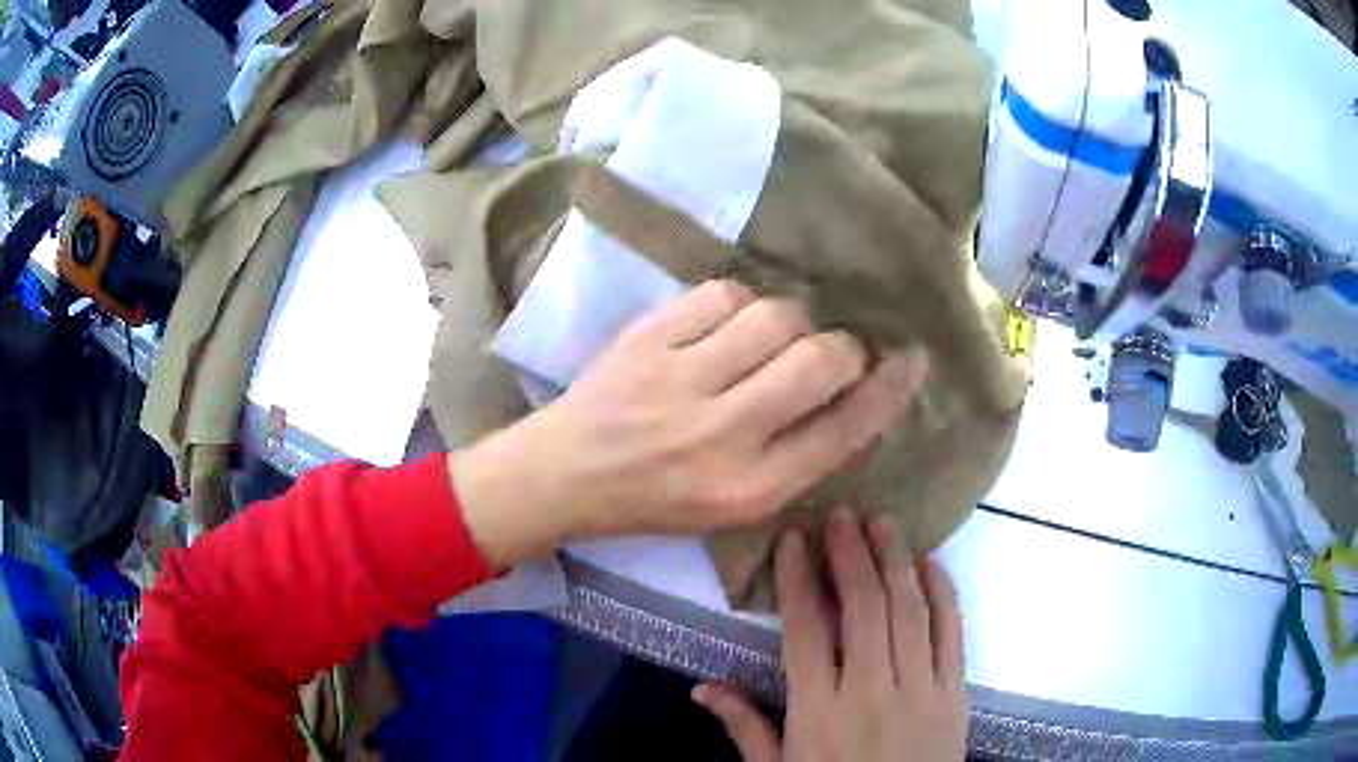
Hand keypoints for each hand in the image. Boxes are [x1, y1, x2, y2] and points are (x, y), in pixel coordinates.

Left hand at [451, 280, 925, 565]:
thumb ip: (799, 455)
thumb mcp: (737, 503)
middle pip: (821, 361)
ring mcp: (680, 380)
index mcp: (750, 488)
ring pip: (776, 318)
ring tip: (774, 339)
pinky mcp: (648, 340)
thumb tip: (855, 392)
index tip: (910, 360)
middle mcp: (722, 434)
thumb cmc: (658, 500)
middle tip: (831, 353)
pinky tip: (728, 325)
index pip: (845, 429)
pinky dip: (740, 303)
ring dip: (791, 322)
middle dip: (843, 349)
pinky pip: (723, 293)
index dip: (889, 389)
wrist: (568, 472)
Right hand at [693, 510, 966, 761]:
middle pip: (863, 608)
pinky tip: (931, 565)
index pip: (806, 630)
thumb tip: (700, 688)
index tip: (794, 539)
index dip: (798, 580)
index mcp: (819, 711)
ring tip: (882, 524)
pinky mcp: (955, 694)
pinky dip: (943, 594)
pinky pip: (952, 635)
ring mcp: (920, 689)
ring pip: (910, 611)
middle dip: (851, 554)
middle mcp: (871, 691)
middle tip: (841, 515)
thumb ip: (744, 728)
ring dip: (896, 561)